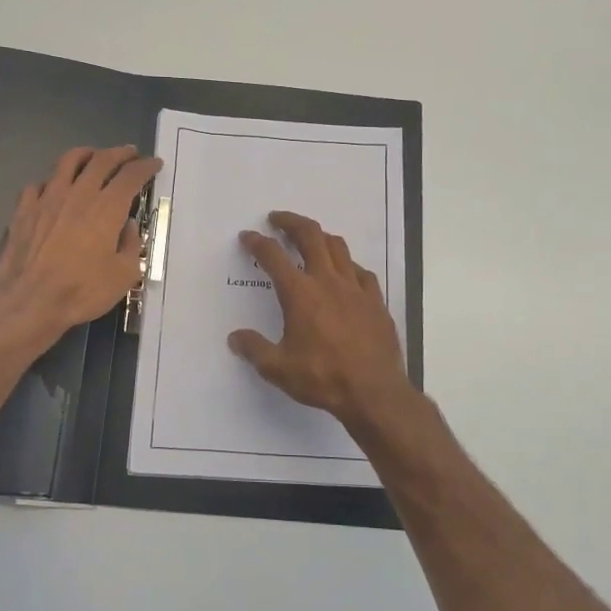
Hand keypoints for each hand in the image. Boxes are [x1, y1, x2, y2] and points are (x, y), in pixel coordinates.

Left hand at [0, 144, 161, 339]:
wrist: (29, 301)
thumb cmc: (82, 291)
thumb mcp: (124, 275)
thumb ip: (131, 245)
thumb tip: (126, 227)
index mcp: (107, 208)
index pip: (131, 176)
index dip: (145, 166)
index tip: (154, 163)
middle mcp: (78, 194)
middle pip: (101, 160)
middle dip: (119, 153)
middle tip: (129, 153)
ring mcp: (48, 198)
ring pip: (68, 161)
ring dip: (86, 154)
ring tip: (93, 156)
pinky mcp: (24, 209)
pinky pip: (39, 184)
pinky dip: (52, 181)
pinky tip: (54, 188)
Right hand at [229, 211, 415, 429]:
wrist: (374, 392)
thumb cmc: (322, 377)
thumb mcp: (278, 369)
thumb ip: (254, 349)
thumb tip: (235, 338)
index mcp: (300, 293)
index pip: (273, 256)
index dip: (257, 243)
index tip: (248, 237)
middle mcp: (327, 281)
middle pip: (310, 235)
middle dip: (291, 222)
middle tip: (277, 219)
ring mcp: (355, 288)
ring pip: (338, 247)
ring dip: (320, 236)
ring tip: (310, 238)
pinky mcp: (376, 301)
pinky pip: (361, 272)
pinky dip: (348, 265)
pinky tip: (346, 273)